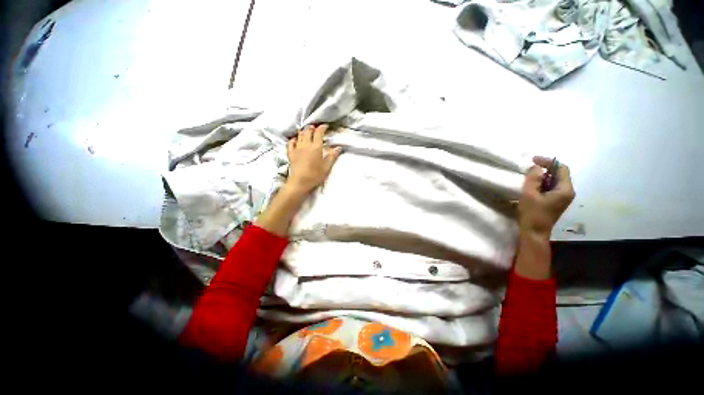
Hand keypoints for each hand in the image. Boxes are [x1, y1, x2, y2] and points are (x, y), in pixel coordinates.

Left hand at [286, 124, 341, 193]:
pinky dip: (294, 139)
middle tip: (316, 129)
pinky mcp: (290, 153)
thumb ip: (333, 156)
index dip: (322, 127)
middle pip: (307, 131)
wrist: (300, 182)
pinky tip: (296, 140)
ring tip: (307, 133)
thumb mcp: (327, 167)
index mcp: (316, 147)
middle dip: (312, 128)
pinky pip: (290, 142)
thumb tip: (339, 147)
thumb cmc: (315, 175)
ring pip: (299, 135)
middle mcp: (306, 145)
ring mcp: (297, 148)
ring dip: (304, 132)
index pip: (319, 133)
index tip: (325, 126)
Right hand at [518, 156, 575, 239]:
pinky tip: (532, 186)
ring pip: (555, 180)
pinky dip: (543, 183)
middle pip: (559, 174)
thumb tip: (536, 167)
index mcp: (565, 189)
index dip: (548, 162)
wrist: (534, 232)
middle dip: (545, 168)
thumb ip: (533, 178)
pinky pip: (551, 187)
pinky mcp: (556, 201)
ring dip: (543, 176)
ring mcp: (563, 197)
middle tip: (530, 167)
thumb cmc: (532, 213)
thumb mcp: (529, 194)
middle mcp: (568, 192)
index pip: (561, 168)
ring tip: (529, 176)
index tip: (533, 160)